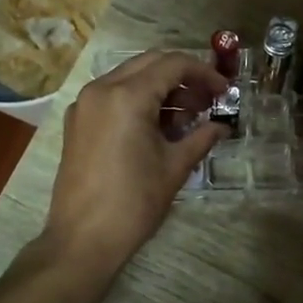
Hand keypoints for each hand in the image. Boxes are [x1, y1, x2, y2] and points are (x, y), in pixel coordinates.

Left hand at [44, 51, 226, 273]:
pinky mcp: (77, 122)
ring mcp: (85, 104)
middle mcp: (101, 89)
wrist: (83, 239)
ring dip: (161, 88)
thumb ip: (201, 138)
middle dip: (183, 77)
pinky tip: (158, 127)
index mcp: (127, 96)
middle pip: (150, 63)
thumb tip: (222, 127)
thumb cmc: (134, 203)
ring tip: (188, 117)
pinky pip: (113, 95)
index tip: (224, 91)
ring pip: (130, 77)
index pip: (173, 64)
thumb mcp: (175, 167)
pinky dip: (139, 100)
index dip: (204, 73)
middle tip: (208, 100)